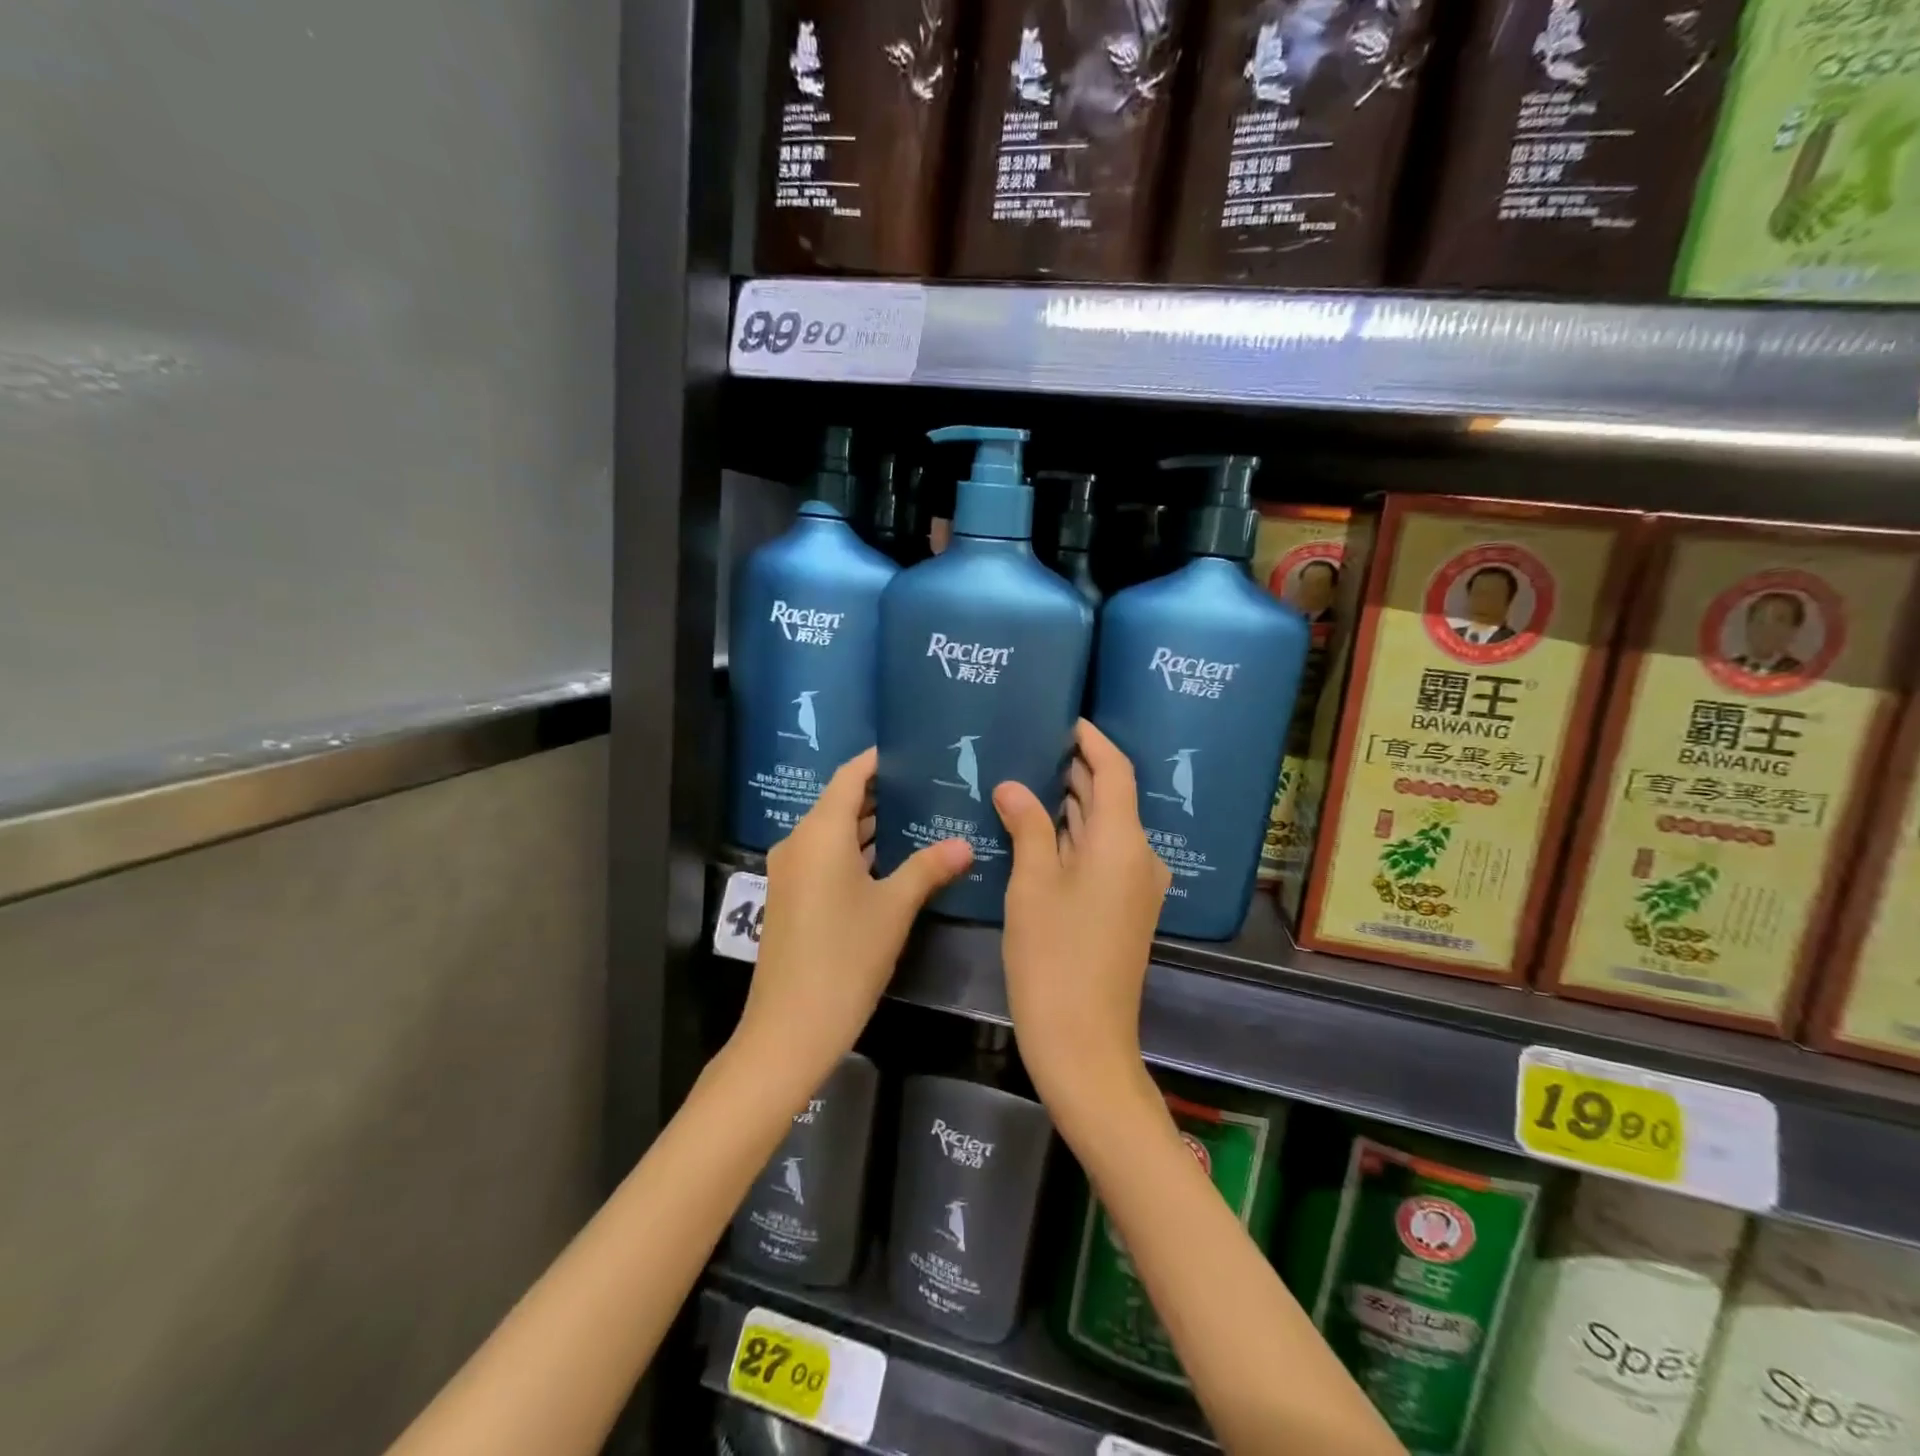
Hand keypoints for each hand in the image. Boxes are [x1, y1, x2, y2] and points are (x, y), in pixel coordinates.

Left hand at [737, 748, 971, 1088]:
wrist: (791, 1026)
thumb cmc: (846, 956)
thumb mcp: (894, 908)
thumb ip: (929, 868)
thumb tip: (966, 844)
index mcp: (820, 832)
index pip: (850, 775)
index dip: (879, 760)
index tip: (914, 751)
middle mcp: (799, 842)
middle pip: (841, 802)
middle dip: (883, 793)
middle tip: (929, 785)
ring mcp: (791, 871)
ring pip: (834, 832)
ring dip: (871, 825)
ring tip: (920, 817)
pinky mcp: (792, 897)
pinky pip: (826, 857)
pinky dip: (857, 851)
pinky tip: (893, 859)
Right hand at [994, 720, 1169, 1122]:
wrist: (1083, 1041)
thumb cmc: (1054, 957)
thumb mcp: (1032, 885)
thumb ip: (1026, 827)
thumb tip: (1012, 786)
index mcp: (1124, 842)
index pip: (1115, 769)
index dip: (1091, 740)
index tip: (1062, 718)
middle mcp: (1140, 855)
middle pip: (1111, 796)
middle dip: (1074, 768)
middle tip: (1029, 742)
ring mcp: (1135, 884)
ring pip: (1104, 826)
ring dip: (1071, 802)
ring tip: (1025, 775)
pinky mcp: (1124, 906)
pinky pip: (1101, 853)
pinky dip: (1073, 834)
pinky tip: (1036, 827)